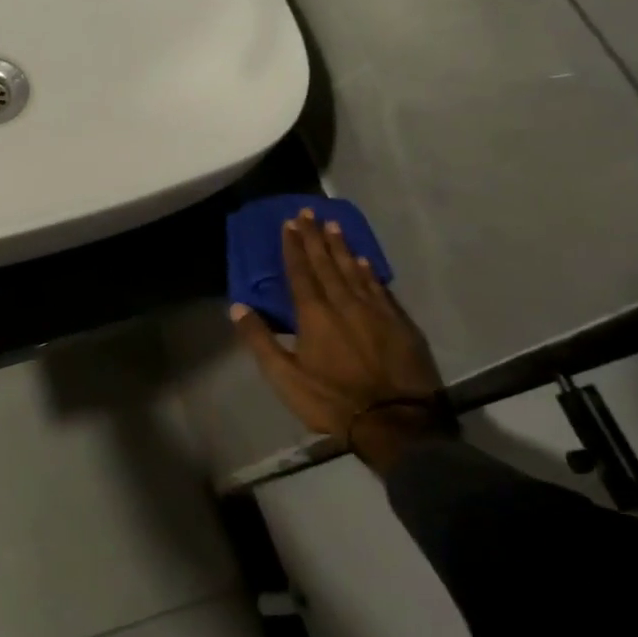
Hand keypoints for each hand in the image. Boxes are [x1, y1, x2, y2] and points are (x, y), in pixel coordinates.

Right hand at [230, 209, 452, 474]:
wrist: (397, 424)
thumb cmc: (332, 401)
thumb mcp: (284, 377)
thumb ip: (260, 339)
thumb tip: (237, 306)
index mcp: (315, 314)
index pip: (301, 272)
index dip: (294, 246)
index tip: (289, 223)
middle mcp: (345, 303)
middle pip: (327, 263)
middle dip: (315, 237)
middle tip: (309, 212)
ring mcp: (376, 311)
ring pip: (355, 270)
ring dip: (342, 247)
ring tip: (334, 226)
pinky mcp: (400, 324)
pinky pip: (379, 288)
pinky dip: (369, 271)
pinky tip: (364, 262)